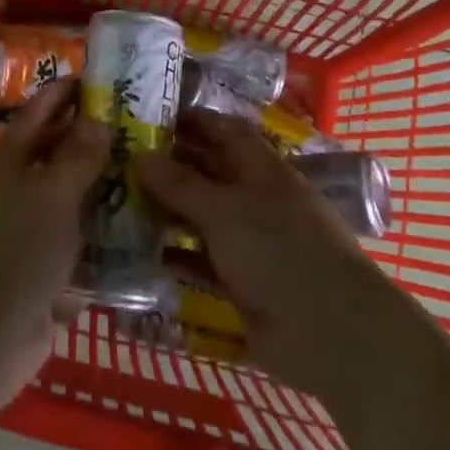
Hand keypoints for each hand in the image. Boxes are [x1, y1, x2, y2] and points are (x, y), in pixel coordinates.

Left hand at [0, 78, 107, 412]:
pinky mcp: (41, 268)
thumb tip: (97, 119)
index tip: (97, 78)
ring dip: (100, 185)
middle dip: (89, 138)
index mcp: (8, 163)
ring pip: (68, 197)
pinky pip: (76, 239)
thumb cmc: (17, 250)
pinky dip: (100, 231)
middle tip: (134, 125)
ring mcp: (27, 231)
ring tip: (144, 170)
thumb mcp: (52, 195)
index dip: (63, 93)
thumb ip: (77, 156)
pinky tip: (136, 226)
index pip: (37, 114)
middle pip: (54, 154)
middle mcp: (15, 191)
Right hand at [138, 111, 416, 403]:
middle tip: (122, 160)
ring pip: (203, 218)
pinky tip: (142, 252)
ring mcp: (251, 244)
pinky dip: (178, 256)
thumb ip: (181, 184)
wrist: (329, 334)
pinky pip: (203, 262)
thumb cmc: (279, 252)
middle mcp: (256, 200)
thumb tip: (140, 155)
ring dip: (168, 211)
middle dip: (171, 166)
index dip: (194, 120)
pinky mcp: (243, 284)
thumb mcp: (225, 210)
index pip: (225, 132)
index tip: (153, 115)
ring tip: (120, 201)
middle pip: (210, 174)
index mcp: (262, 170)